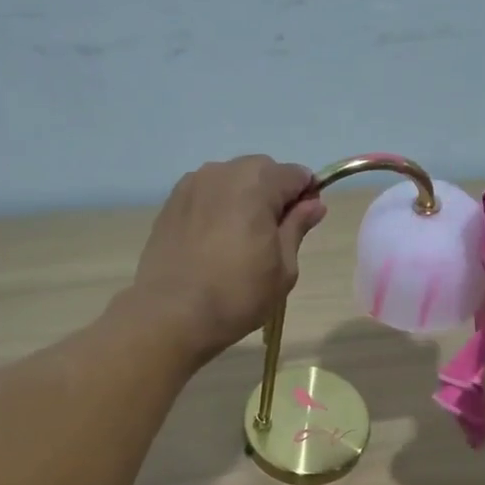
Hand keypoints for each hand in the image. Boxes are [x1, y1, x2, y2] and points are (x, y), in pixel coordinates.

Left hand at [130, 156, 326, 365]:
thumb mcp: (283, 268)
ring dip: (243, 199)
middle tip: (272, 237)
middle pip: (261, 170)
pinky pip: (206, 194)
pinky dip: (217, 208)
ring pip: (230, 180)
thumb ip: (297, 227)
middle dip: (273, 194)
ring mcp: (192, 185)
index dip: (306, 196)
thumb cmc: (238, 294)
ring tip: (239, 240)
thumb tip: (313, 204)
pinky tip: (214, 241)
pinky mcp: (171, 203)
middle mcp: (223, 172)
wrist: (171, 313)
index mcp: (257, 183)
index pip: (296, 174)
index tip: (304, 224)